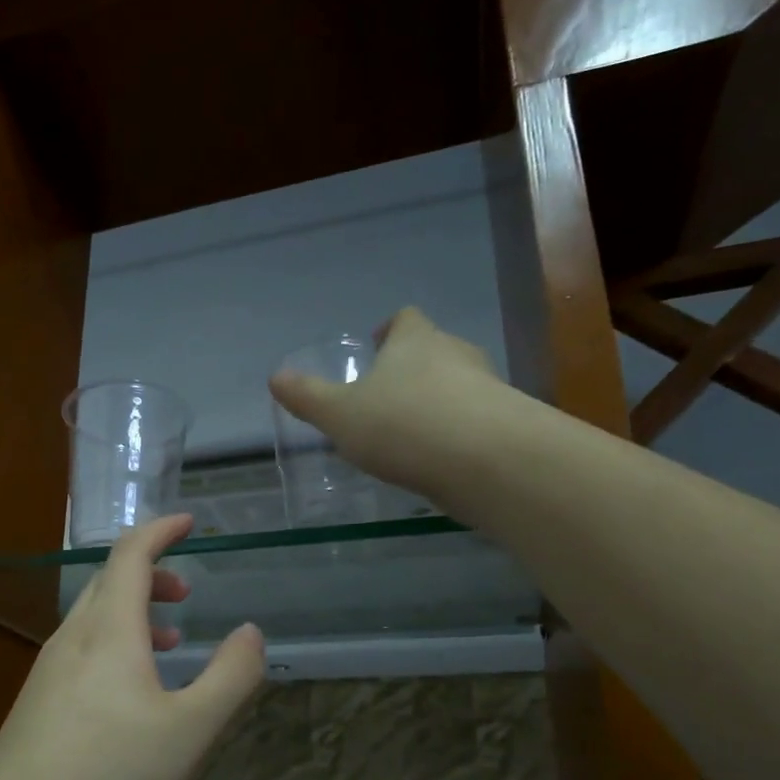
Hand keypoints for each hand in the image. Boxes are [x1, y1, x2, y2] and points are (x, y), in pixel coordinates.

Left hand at [0, 514, 265, 779]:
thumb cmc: (112, 776)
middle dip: (151, 575)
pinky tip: (131, 696)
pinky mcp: (36, 705)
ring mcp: (47, 672)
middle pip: (108, 582)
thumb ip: (232, 676)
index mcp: (108, 630)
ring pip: (93, 620)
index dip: (160, 530)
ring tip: (170, 644)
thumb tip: (250, 633)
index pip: (130, 554)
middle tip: (187, 595)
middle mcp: (72, 639)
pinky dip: (115, 647)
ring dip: (134, 615)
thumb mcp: (192, 730)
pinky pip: (81, 652)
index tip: (188, 522)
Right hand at [269, 307, 503, 499]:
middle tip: (387, 393)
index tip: (378, 344)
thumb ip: (308, 397)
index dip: (390, 329)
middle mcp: (454, 353)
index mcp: (414, 341)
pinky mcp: (503, 423)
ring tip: (410, 430)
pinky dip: (454, 431)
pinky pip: (472, 418)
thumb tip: (275, 377)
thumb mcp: (339, 414)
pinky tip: (437, 458)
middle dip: (411, 367)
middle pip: (433, 348)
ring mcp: (485, 387)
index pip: (404, 320)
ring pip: (456, 384)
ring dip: (434, 400)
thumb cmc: (401, 424)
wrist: (484, 459)